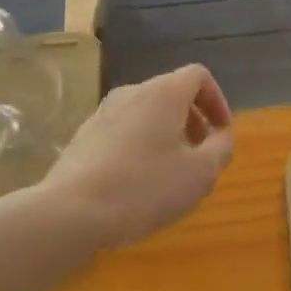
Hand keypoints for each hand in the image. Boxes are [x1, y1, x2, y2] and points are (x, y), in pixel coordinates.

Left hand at [36, 65, 233, 248]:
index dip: (217, 100)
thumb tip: (222, 136)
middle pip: (171, 94)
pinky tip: (137, 184)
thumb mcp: (200, 174)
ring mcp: (102, 114)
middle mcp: (132, 93)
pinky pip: (122, 132)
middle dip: (193, 121)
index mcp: (163, 93)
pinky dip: (139, 147)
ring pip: (145, 114)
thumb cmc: (144, 187)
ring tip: (170, 173)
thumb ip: (221, 149)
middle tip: (200, 155)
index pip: (198, 76)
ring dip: (166, 135)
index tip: (222, 133)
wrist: (68, 214)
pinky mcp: (82, 138)